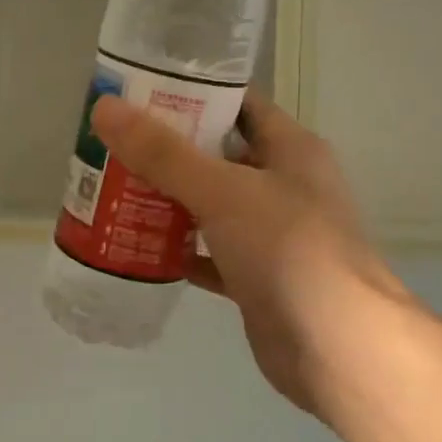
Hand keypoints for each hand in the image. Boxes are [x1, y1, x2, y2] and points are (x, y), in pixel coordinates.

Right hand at [91, 90, 407, 420]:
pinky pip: (208, 254)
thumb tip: (105, 108)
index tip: (138, 95)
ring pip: (210, 208)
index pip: (238, 105)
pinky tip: (137, 249)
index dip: (192, 95)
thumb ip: (163, 153)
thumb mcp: (222, 191)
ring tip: (112, 192)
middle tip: (112, 147)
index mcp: (290, 150)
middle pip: (217, 157)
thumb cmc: (288, 250)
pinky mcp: (256, 278)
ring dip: (167, 202)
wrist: (336, 346)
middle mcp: (284, 186)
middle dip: (167, 153)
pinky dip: (178, 251)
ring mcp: (271, 235)